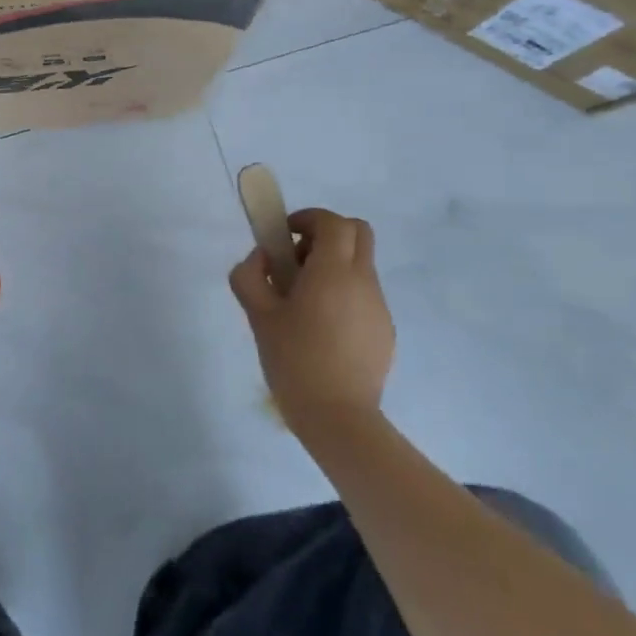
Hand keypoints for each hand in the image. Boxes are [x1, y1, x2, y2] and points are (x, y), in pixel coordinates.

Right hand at [230, 209, 394, 427]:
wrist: (337, 417)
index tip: (285, 236)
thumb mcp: (258, 316)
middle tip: (298, 260)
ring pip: (361, 264)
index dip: (308, 219)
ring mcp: (379, 306)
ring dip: (333, 266)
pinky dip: (344, 294)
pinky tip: (322, 329)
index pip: (333, 222)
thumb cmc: (293, 360)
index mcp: (333, 272)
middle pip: (358, 233)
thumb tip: (261, 259)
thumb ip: (250, 276)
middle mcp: (363, 281)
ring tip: (303, 303)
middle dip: (327, 234)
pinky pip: (364, 295)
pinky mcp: (384, 329)